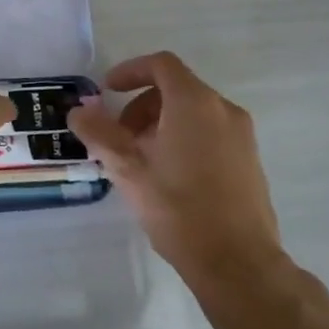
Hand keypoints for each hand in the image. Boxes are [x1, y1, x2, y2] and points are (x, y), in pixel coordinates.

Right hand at [67, 52, 284, 286]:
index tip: (107, 91)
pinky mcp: (250, 161)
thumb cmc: (179, 209)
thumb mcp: (128, 170)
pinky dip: (184, 138)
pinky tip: (168, 176)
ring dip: (160, 123)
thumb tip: (78, 111)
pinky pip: (210, 133)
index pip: (161, 65)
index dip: (130, 71)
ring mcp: (242, 136)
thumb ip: (99, 134)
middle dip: (140, 105)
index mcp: (194, 103)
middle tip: (118, 136)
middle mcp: (223, 110)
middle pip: (176, 88)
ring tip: (140, 160)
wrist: (239, 264)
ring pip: (193, 112)